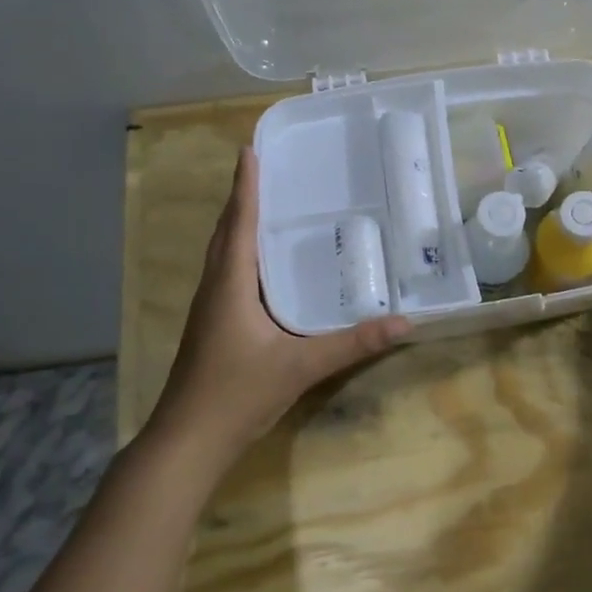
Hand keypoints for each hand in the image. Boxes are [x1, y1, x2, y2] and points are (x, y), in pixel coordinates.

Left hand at [153, 147, 409, 458]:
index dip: (245, 186)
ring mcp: (209, 308)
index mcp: (231, 285)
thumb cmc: (237, 394)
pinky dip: (241, 253)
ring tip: (265, 204)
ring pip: (223, 253)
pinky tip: (262, 265)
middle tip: (265, 169)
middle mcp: (215, 288)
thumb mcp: (301, 366)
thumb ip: (352, 344)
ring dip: (238, 224)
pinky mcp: (211, 326)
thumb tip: (404, 322)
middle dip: (242, 198)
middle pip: (226, 232)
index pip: (239, 223)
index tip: (249, 150)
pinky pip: (227, 274)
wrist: (187, 441)